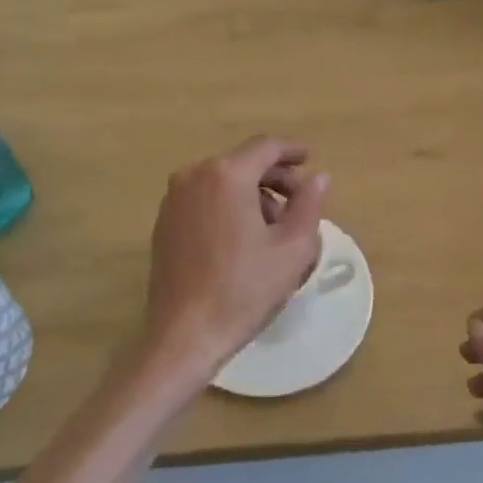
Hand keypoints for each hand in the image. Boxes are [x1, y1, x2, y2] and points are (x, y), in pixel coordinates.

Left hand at [144, 137, 328, 383]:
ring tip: (274, 229)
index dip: (291, 150)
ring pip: (223, 182)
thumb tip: (318, 178)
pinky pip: (204, 200)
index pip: (265, 147)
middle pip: (243, 162)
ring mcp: (174, 199)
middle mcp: (194, 176)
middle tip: (299, 202)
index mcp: (226, 175)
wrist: (184, 335)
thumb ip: (309, 205)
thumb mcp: (292, 248)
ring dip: (252, 194)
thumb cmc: (244, 289)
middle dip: (274, 178)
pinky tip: (243, 238)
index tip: (310, 159)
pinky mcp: (164, 223)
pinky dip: (228, 206)